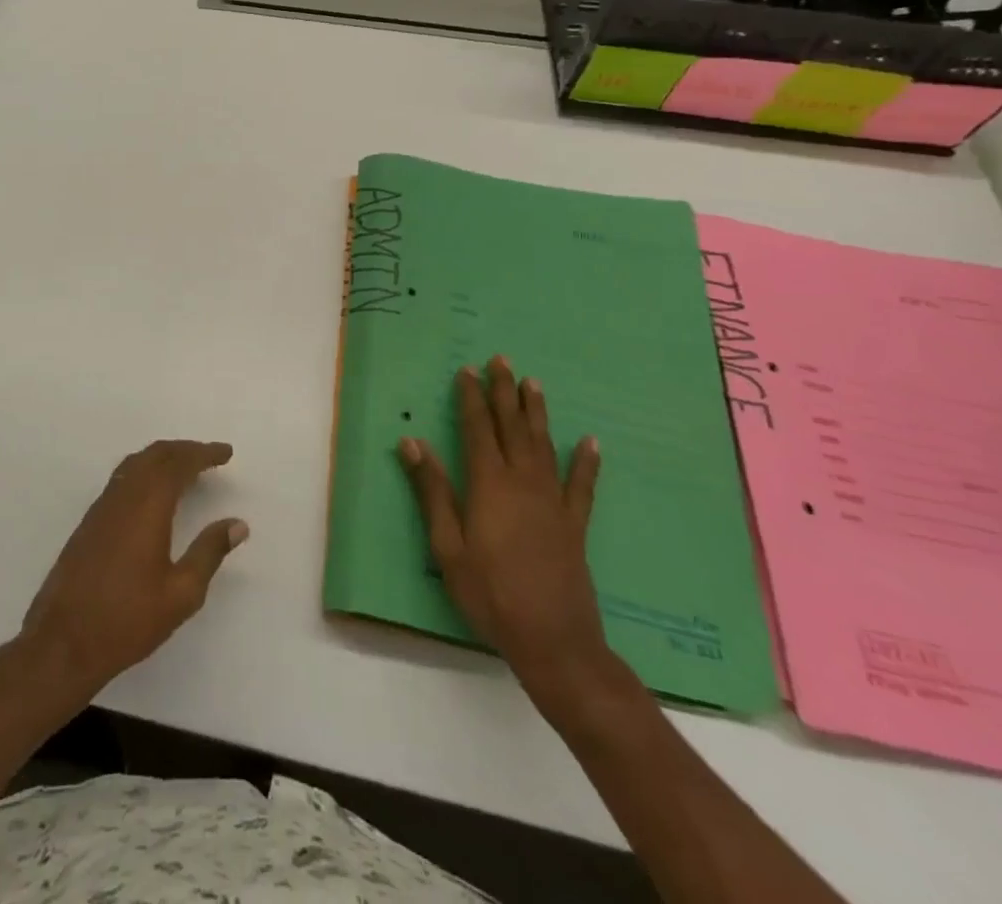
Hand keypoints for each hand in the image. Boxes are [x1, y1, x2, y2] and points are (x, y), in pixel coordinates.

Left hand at [18, 440, 247, 696]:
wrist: (63, 641)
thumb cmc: (127, 620)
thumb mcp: (181, 593)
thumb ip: (209, 552)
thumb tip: (237, 524)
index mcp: (147, 506)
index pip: (178, 464)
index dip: (203, 454)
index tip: (226, 452)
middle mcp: (123, 496)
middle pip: (155, 455)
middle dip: (185, 450)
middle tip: (210, 456)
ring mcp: (102, 507)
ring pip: (135, 464)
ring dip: (163, 458)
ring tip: (186, 468)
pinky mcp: (90, 521)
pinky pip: (122, 479)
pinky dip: (144, 471)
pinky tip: (153, 492)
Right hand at [400, 359, 617, 713]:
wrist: (554, 641)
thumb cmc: (489, 593)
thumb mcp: (447, 545)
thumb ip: (432, 491)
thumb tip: (412, 442)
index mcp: (489, 485)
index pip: (477, 429)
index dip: (471, 398)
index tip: (467, 370)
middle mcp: (523, 482)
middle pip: (512, 427)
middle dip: (504, 392)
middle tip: (501, 360)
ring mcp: (553, 502)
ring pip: (544, 445)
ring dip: (537, 412)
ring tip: (533, 383)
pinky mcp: (574, 524)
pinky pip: (582, 485)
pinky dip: (586, 461)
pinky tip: (590, 442)